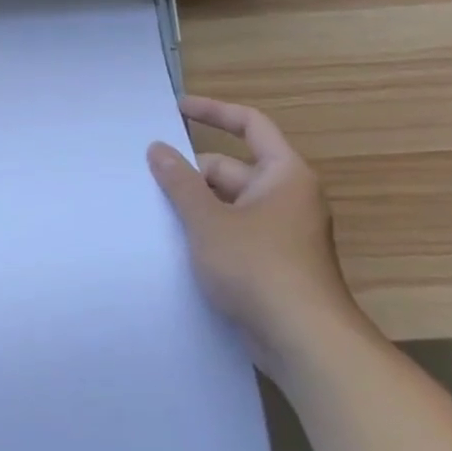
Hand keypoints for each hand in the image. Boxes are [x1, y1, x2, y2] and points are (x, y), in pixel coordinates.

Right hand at [148, 95, 371, 379]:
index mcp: (284, 174)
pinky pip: (232, 231)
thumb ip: (179, 181)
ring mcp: (280, 232)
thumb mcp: (208, 219)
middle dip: (191, 173)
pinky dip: (206, 230)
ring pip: (228, 203)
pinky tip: (174, 242)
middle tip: (147, 178)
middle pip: (230, 168)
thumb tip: (158, 148)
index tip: (176, 108)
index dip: (213, 111)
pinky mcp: (271, 263)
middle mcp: (286, 197)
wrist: (304, 342)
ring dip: (194, 204)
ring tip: (152, 209)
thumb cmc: (258, 267)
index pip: (250, 125)